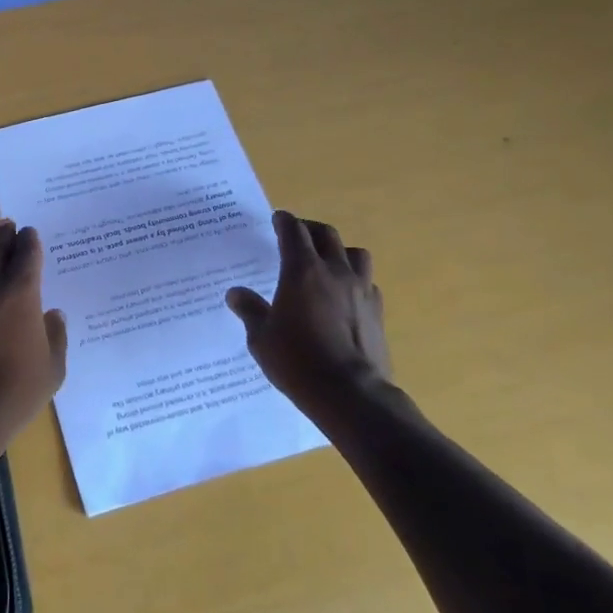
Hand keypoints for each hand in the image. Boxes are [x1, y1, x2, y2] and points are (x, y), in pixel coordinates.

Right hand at [225, 211, 393, 434]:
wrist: (351, 394)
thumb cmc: (297, 361)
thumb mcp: (261, 337)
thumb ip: (250, 310)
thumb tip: (235, 294)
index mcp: (302, 270)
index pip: (293, 231)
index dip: (284, 221)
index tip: (277, 218)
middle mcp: (334, 272)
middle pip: (326, 234)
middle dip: (310, 229)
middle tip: (298, 235)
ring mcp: (361, 290)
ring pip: (355, 253)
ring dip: (339, 250)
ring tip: (328, 260)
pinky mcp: (377, 312)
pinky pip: (368, 283)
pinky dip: (355, 280)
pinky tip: (345, 295)